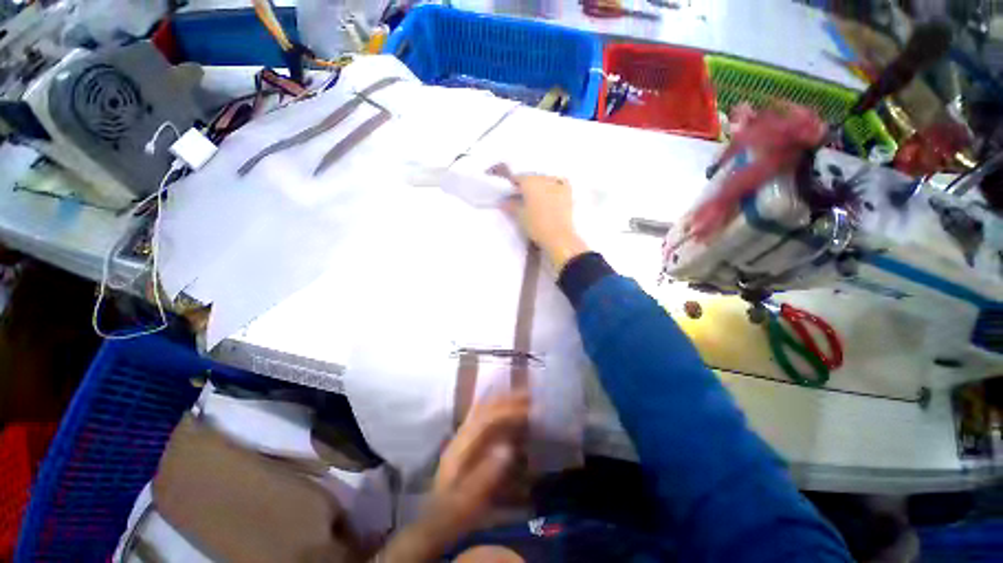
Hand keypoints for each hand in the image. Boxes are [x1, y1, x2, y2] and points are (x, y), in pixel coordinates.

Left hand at [431, 392, 528, 530]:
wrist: (431, 523)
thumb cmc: (451, 514)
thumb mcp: (468, 501)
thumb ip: (486, 475)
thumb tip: (507, 447)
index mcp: (461, 447)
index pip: (486, 419)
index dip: (507, 411)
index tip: (528, 409)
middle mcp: (461, 436)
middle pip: (484, 409)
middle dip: (506, 400)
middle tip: (528, 395)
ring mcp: (462, 438)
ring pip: (482, 410)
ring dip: (501, 401)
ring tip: (521, 398)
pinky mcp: (466, 444)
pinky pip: (482, 418)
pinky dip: (495, 409)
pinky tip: (503, 408)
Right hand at [503, 173, 587, 269]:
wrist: (559, 237)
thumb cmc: (536, 225)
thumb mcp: (519, 216)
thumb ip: (510, 205)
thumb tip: (503, 201)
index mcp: (530, 181)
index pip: (517, 178)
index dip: (512, 186)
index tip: (509, 194)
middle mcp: (544, 178)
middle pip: (532, 178)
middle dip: (527, 186)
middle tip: (522, 198)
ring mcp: (558, 184)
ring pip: (545, 180)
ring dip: (540, 186)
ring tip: (537, 198)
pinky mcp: (568, 192)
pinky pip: (559, 183)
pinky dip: (554, 186)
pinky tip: (552, 193)